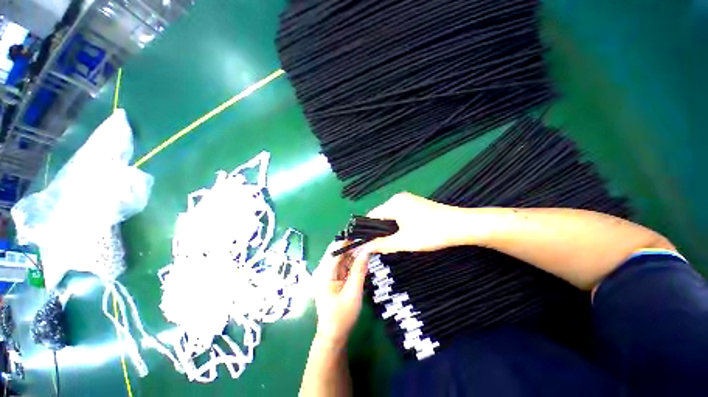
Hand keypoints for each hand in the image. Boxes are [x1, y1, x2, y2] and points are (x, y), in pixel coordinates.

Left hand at [312, 241, 369, 347]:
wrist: (334, 335)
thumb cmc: (342, 316)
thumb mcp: (353, 293)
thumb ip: (359, 270)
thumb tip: (367, 250)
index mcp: (324, 273)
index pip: (336, 250)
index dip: (349, 241)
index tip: (364, 235)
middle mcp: (324, 270)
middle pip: (338, 251)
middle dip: (353, 244)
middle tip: (369, 239)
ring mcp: (328, 273)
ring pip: (342, 256)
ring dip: (354, 251)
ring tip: (368, 244)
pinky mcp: (334, 277)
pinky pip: (344, 264)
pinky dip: (353, 260)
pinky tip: (362, 256)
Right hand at [365, 192, 462, 253]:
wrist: (461, 226)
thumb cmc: (431, 233)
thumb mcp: (404, 241)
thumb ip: (381, 244)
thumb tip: (362, 249)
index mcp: (393, 203)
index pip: (371, 217)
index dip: (367, 231)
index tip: (367, 246)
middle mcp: (398, 198)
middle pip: (380, 216)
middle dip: (379, 231)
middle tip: (382, 247)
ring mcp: (407, 200)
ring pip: (390, 216)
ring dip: (389, 229)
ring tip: (394, 242)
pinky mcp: (415, 204)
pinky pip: (399, 214)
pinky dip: (397, 225)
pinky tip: (405, 234)